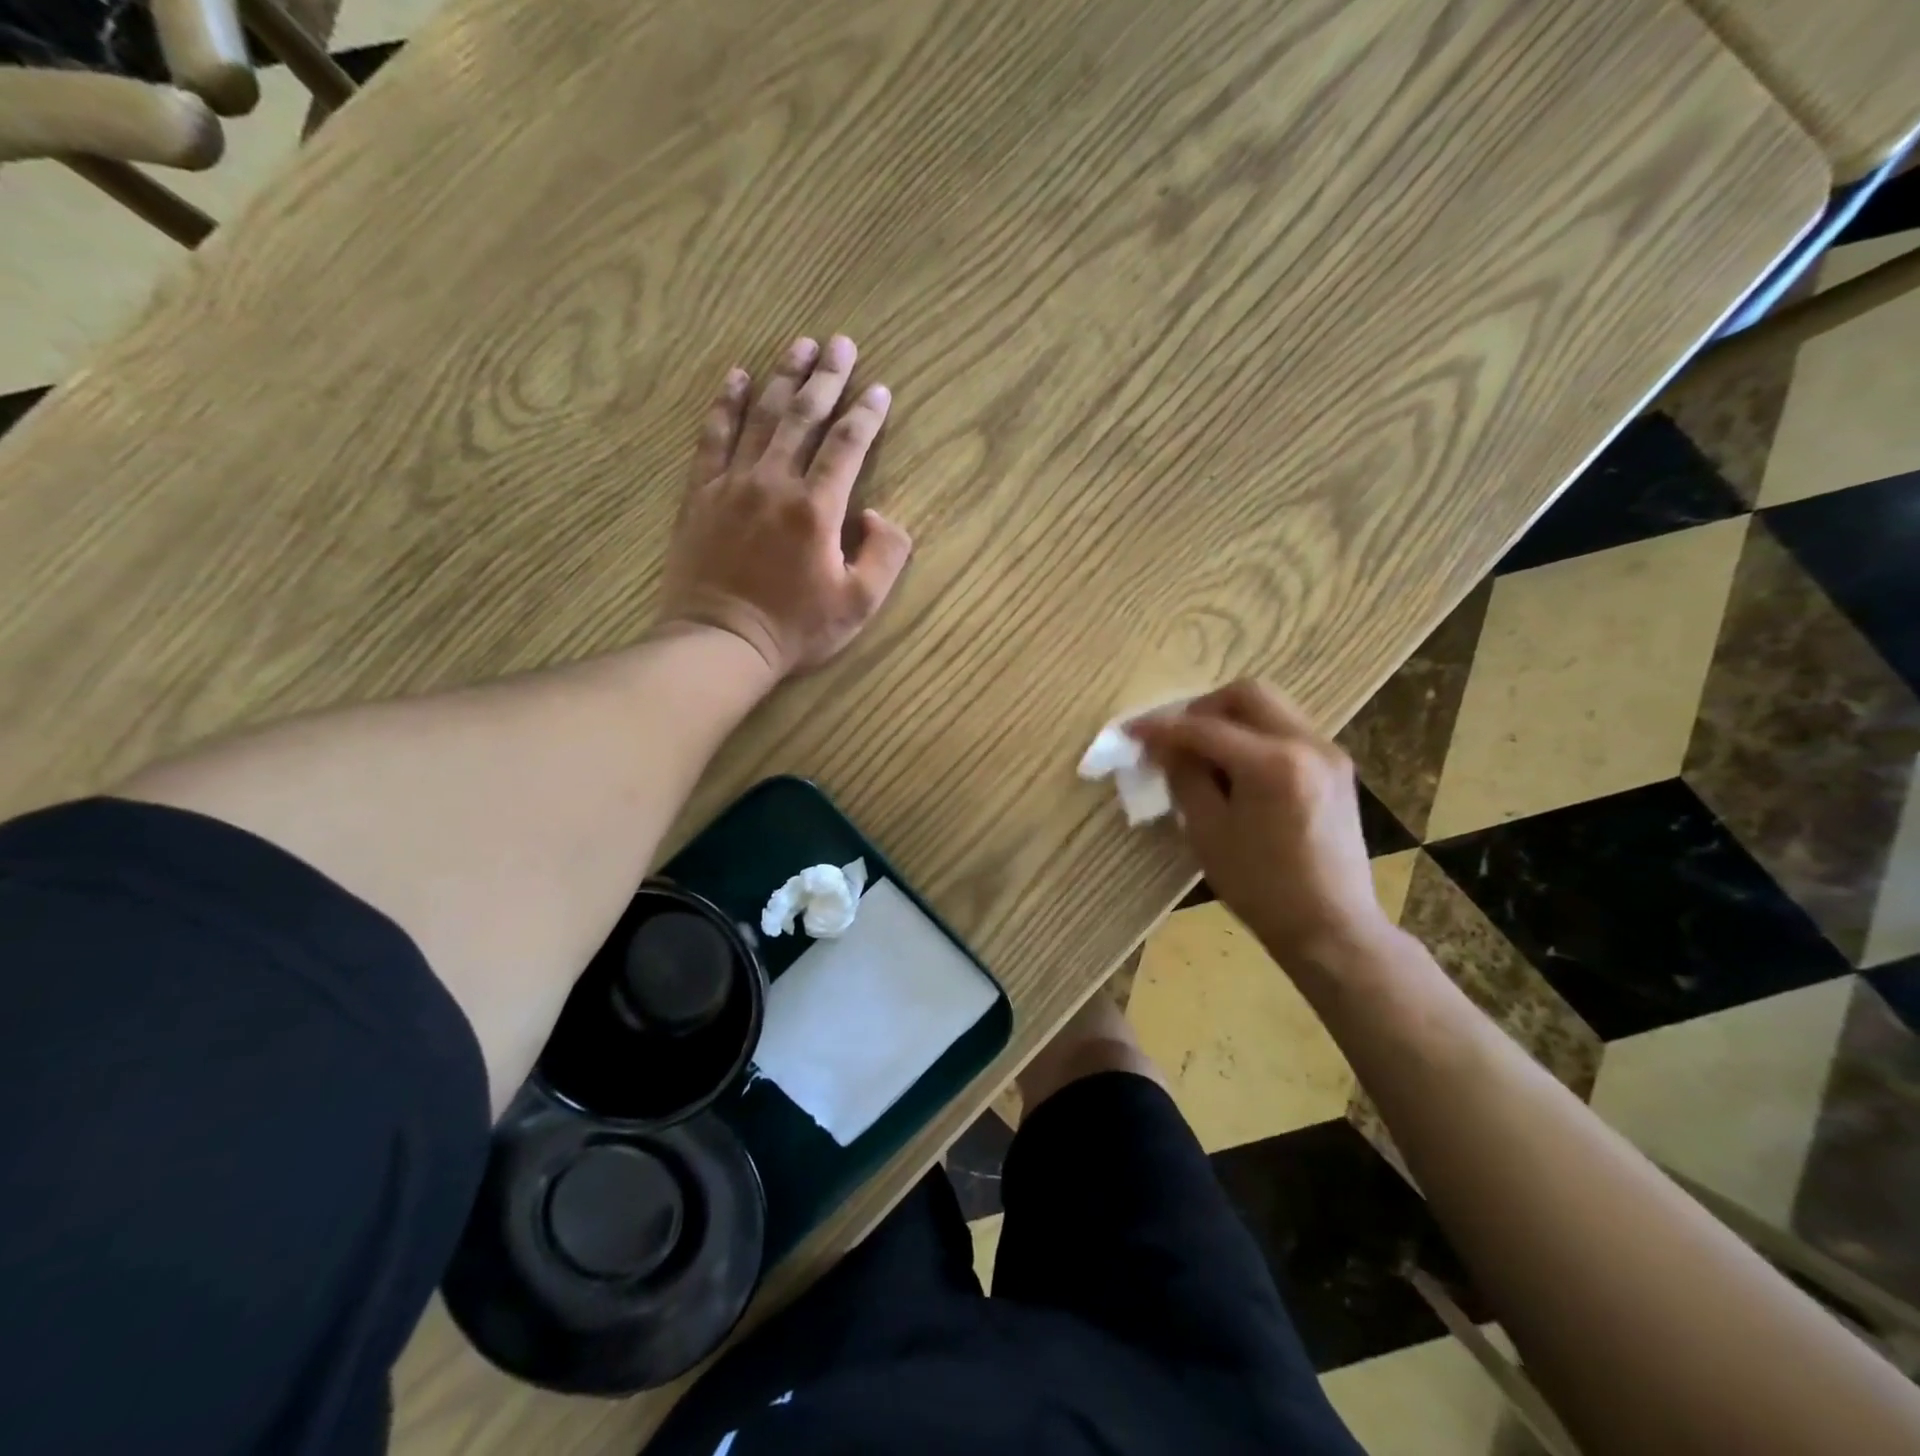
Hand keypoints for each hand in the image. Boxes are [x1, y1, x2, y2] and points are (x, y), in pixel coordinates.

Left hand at [657, 335, 913, 677]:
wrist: (721, 642)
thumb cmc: (795, 629)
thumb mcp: (859, 604)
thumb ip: (884, 555)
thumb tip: (879, 515)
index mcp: (817, 508)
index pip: (847, 445)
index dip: (867, 414)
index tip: (880, 390)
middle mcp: (775, 483)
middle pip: (805, 416)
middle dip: (828, 377)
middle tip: (842, 342)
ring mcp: (733, 483)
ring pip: (761, 416)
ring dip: (783, 377)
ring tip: (800, 345)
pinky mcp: (701, 493)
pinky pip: (713, 437)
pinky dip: (726, 404)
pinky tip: (736, 377)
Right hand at [1130, 681, 1394, 970]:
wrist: (1331, 927)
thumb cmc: (1261, 887)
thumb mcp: (1207, 833)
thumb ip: (1184, 778)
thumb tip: (1168, 748)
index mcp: (1272, 763)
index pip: (1204, 728)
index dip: (1161, 727)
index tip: (1131, 733)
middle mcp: (1307, 744)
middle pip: (1247, 694)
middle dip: (1202, 708)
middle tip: (1175, 737)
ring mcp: (1328, 753)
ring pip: (1271, 708)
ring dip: (1230, 720)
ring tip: (1202, 754)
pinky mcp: (1336, 769)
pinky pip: (1286, 731)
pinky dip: (1254, 736)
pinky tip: (1235, 769)